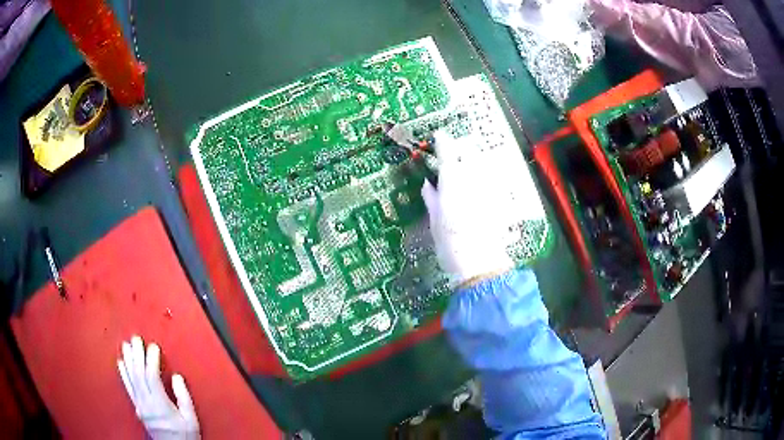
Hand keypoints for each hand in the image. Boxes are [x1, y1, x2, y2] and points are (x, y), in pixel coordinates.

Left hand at [118, 336, 199, 439]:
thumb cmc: (184, 436)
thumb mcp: (190, 419)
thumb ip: (183, 397)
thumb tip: (175, 377)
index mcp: (160, 404)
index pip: (151, 375)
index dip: (151, 359)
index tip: (154, 347)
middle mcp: (146, 403)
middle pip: (138, 373)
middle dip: (137, 354)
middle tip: (136, 338)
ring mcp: (140, 405)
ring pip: (131, 378)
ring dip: (128, 360)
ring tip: (126, 345)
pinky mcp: (137, 408)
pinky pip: (128, 387)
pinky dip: (123, 373)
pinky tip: (121, 363)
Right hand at [421, 132, 514, 286]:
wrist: (479, 262)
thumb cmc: (450, 242)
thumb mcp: (434, 220)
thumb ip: (432, 198)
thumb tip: (428, 184)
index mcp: (452, 181)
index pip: (447, 153)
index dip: (443, 142)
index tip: (439, 135)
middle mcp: (473, 178)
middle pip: (470, 153)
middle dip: (463, 148)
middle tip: (456, 150)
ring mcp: (490, 187)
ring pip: (485, 164)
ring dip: (477, 160)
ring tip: (471, 164)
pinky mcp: (503, 199)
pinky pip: (495, 182)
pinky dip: (488, 179)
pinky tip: (485, 186)